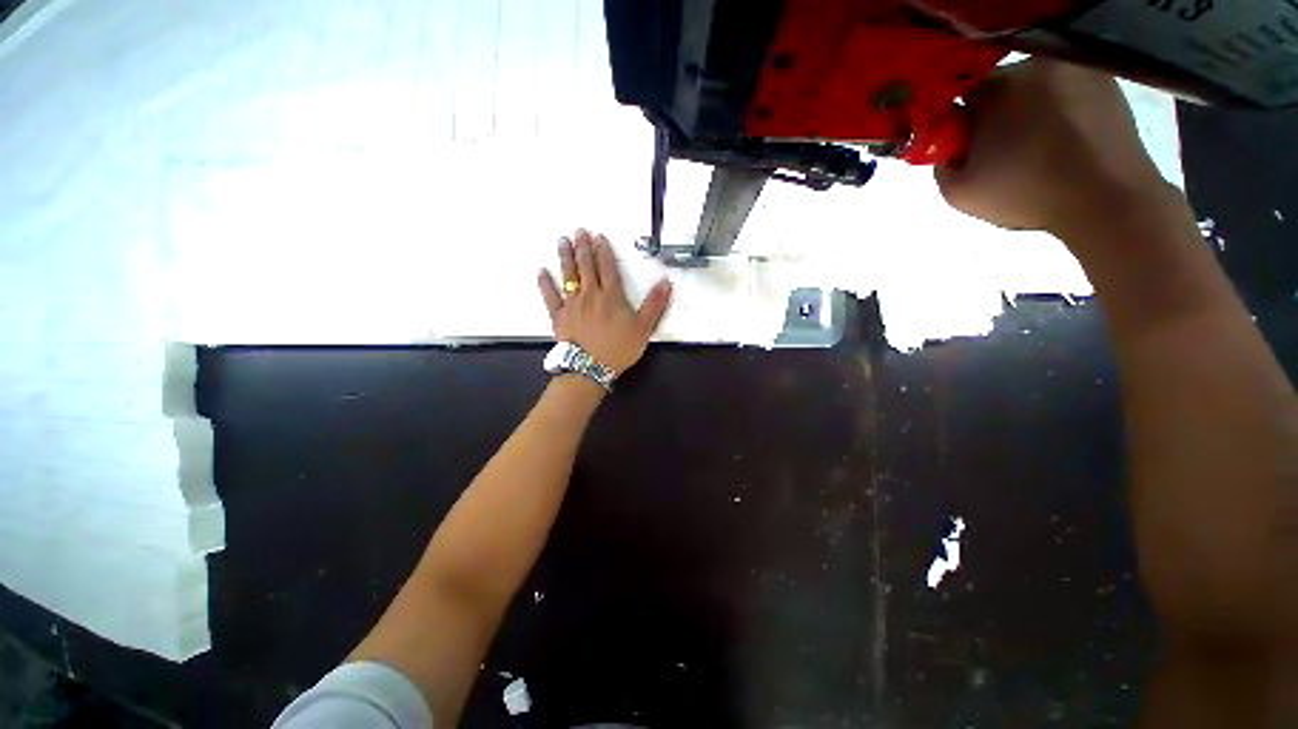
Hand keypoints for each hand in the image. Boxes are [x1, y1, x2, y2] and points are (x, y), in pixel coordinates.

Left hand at [538, 229, 672, 373]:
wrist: (591, 368)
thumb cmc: (618, 349)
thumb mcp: (644, 328)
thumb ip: (654, 304)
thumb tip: (665, 282)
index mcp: (611, 296)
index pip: (607, 267)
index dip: (604, 251)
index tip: (599, 236)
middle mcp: (590, 295)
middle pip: (586, 266)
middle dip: (583, 247)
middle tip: (578, 231)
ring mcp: (572, 304)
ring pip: (568, 275)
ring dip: (565, 257)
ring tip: (562, 241)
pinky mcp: (559, 316)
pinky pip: (550, 296)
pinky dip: (545, 284)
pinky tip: (541, 272)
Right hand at [935, 59, 1180, 239]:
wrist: (1107, 198)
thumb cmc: (1028, 194)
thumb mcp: (959, 192)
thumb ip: (941, 163)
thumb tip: (948, 145)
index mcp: (994, 89)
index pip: (961, 95)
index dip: (960, 122)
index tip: (965, 146)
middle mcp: (1033, 66)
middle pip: (1001, 86)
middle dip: (995, 114)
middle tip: (1003, 151)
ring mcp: (1074, 68)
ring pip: (1035, 87)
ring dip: (1029, 111)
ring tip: (1039, 148)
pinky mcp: (1104, 79)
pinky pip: (1067, 89)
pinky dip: (1061, 108)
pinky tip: (1066, 138)